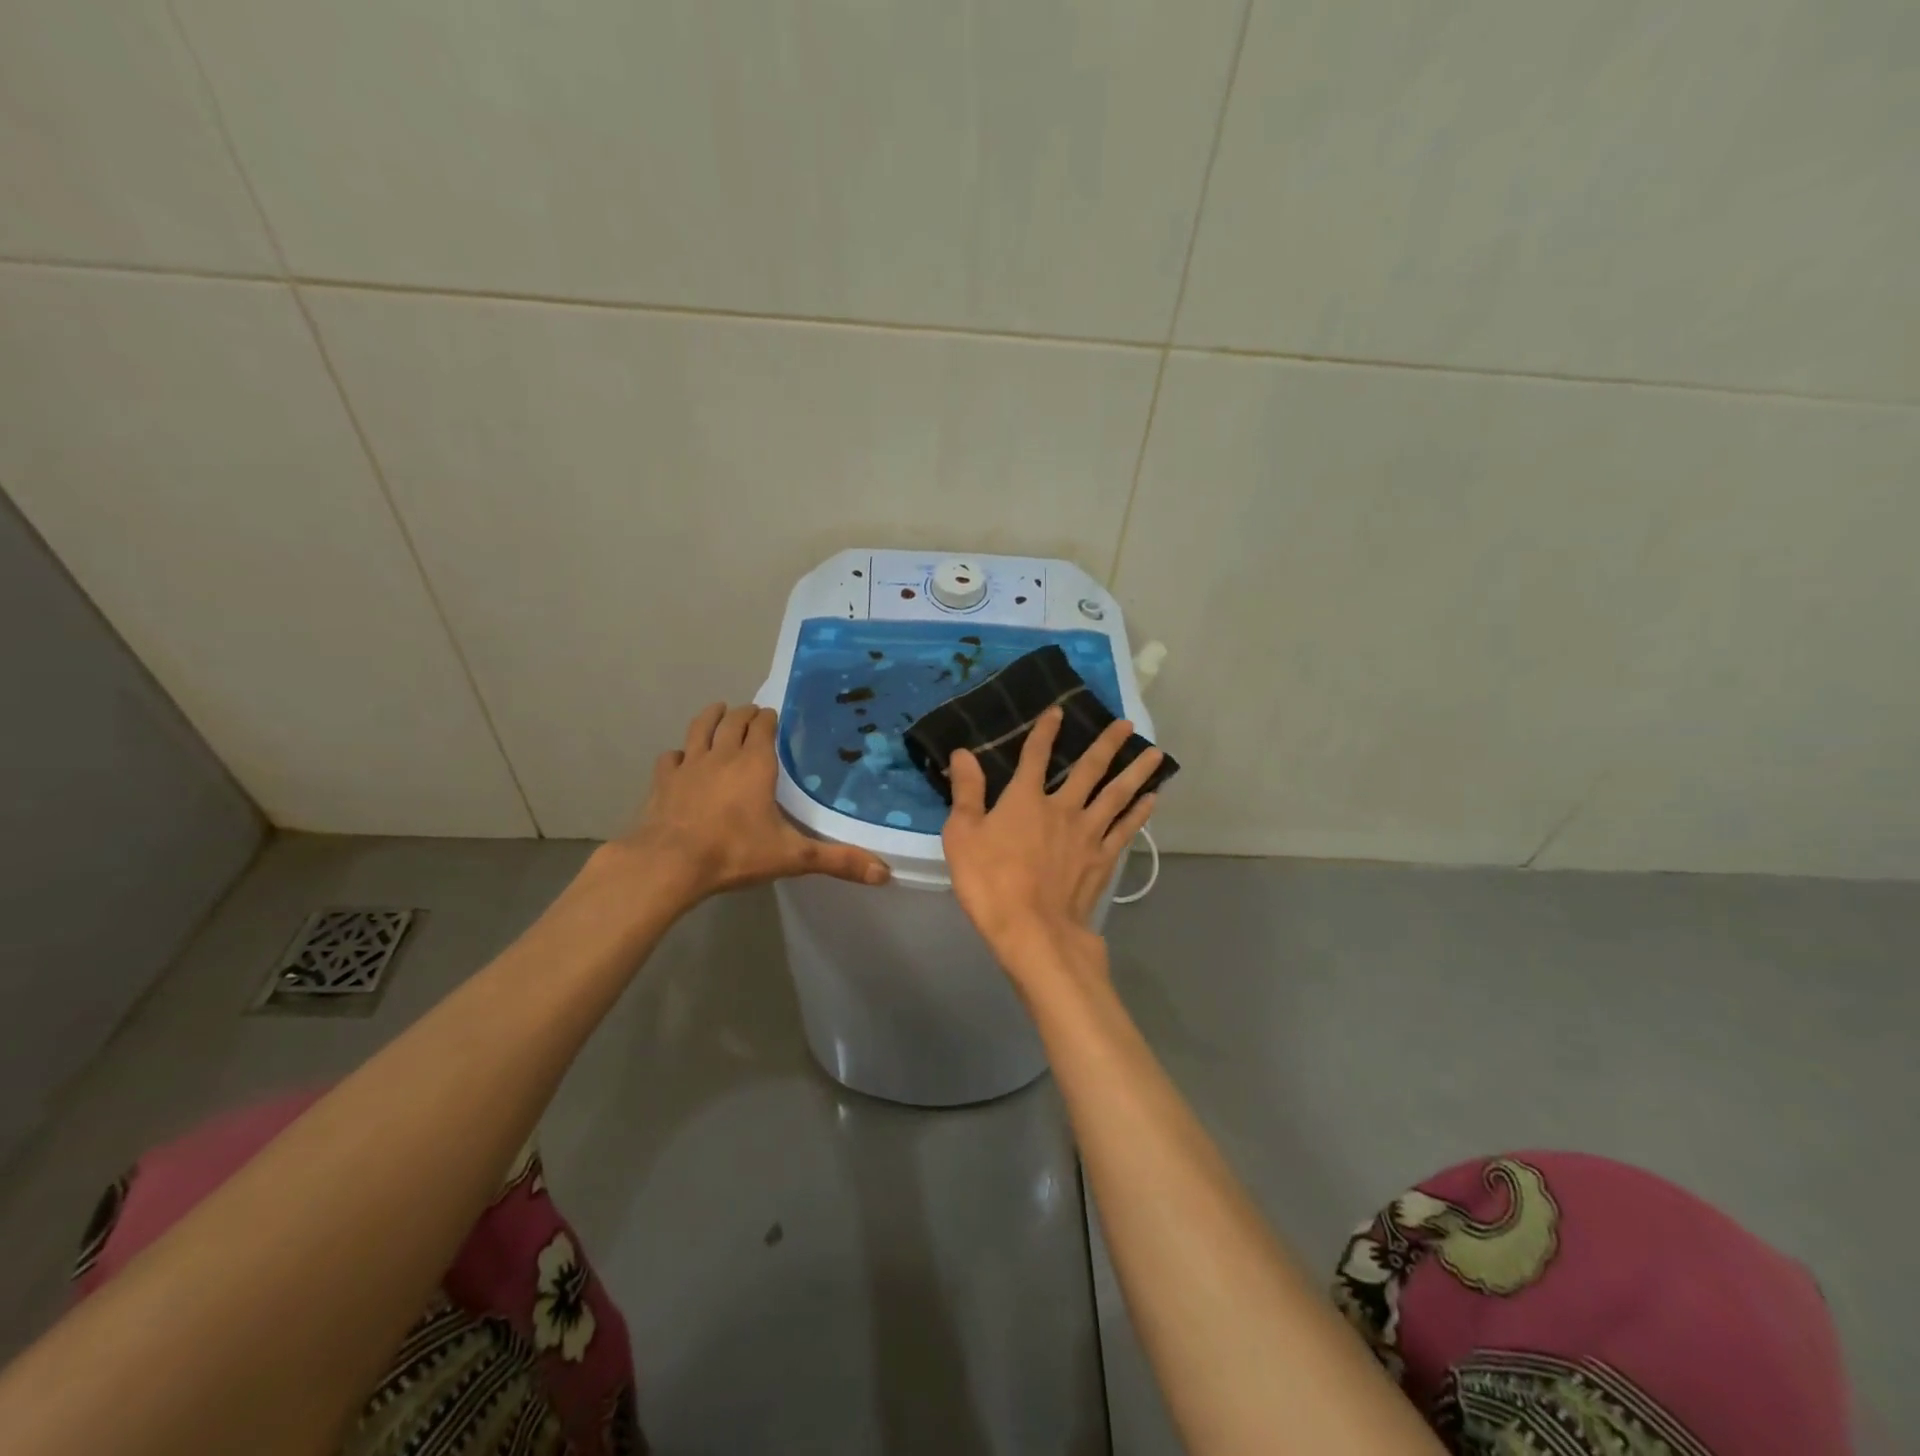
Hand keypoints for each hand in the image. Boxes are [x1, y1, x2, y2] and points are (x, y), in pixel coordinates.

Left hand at [614, 703, 890, 900]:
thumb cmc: (735, 852)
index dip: (769, 718)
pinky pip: (671, 757)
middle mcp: (722, 755)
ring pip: (700, 729)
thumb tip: (885, 873)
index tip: (774, 717)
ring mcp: (689, 766)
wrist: (669, 864)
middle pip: (733, 721)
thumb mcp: (793, 857)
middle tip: (752, 714)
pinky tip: (681, 760)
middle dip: (744, 714)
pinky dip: (679, 754)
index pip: (763, 726)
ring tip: (718, 711)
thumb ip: (838, 861)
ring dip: (711, 717)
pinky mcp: (663, 781)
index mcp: (755, 763)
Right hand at [942, 707, 1161, 985]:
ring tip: (1155, 753)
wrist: (1032, 929)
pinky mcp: (1102, 859)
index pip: (1035, 756)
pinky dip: (1139, 812)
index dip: (1045, 731)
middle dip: (1107, 743)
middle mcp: (1062, 808)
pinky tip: (1152, 800)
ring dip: (1136, 772)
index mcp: (1025, 799)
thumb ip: (967, 792)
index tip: (1058, 710)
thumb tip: (964, 752)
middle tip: (1127, 724)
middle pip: (1089, 768)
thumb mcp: (962, 835)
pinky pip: (1125, 829)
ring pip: (1117, 794)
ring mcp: (1088, 834)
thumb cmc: (990, 882)